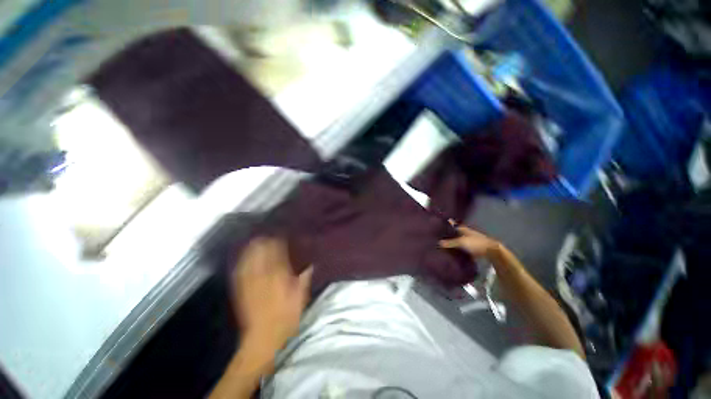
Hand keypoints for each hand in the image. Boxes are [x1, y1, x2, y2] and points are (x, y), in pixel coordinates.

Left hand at [232, 238, 312, 356]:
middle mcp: (262, 277)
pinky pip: (240, 271)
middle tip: (267, 234)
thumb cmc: (286, 317)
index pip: (276, 254)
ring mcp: (249, 283)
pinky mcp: (241, 291)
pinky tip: (243, 257)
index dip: (278, 242)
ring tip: (255, 240)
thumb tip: (310, 265)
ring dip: (251, 249)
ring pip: (249, 260)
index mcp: (278, 277)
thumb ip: (304, 278)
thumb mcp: (300, 297)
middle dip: (263, 242)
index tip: (281, 234)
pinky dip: (242, 261)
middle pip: (260, 254)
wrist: (263, 338)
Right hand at [439, 220, 499, 257]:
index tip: (437, 225)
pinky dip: (456, 249)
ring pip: (457, 240)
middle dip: (447, 234)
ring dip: (451, 242)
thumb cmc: (476, 243)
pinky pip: (461, 248)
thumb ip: (450, 242)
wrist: (492, 252)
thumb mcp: (461, 242)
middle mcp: (465, 233)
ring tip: (441, 245)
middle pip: (454, 233)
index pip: (452, 224)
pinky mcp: (471, 248)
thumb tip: (438, 243)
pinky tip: (450, 253)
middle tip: (437, 236)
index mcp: (462, 229)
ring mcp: (468, 241)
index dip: (446, 224)